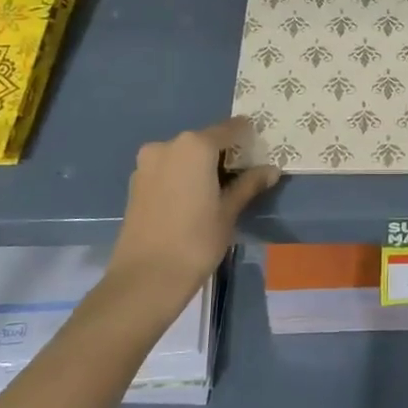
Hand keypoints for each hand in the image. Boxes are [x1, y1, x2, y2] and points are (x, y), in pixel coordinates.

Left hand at [102, 118, 280, 324]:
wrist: (145, 278)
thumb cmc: (196, 241)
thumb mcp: (229, 212)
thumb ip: (249, 184)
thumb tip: (271, 170)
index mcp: (195, 146)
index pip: (231, 129)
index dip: (248, 138)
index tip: (260, 152)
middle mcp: (168, 145)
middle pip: (205, 141)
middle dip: (224, 154)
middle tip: (242, 177)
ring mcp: (147, 163)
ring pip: (184, 156)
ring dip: (201, 166)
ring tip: (217, 193)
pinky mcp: (135, 183)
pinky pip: (167, 170)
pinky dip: (182, 177)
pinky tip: (192, 201)